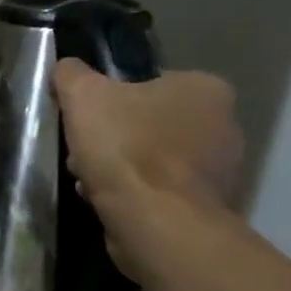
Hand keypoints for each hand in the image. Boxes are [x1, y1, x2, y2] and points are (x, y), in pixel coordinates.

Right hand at [52, 59, 241, 275]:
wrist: (156, 222)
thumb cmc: (126, 147)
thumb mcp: (83, 96)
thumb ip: (72, 75)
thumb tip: (66, 68)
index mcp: (205, 89)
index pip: (152, 83)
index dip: (114, 99)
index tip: (89, 118)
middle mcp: (224, 126)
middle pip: (151, 124)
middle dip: (114, 138)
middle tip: (84, 151)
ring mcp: (220, 172)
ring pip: (154, 161)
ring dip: (120, 169)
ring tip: (89, 181)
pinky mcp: (207, 209)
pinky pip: (161, 193)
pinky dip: (135, 196)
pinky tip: (106, 202)